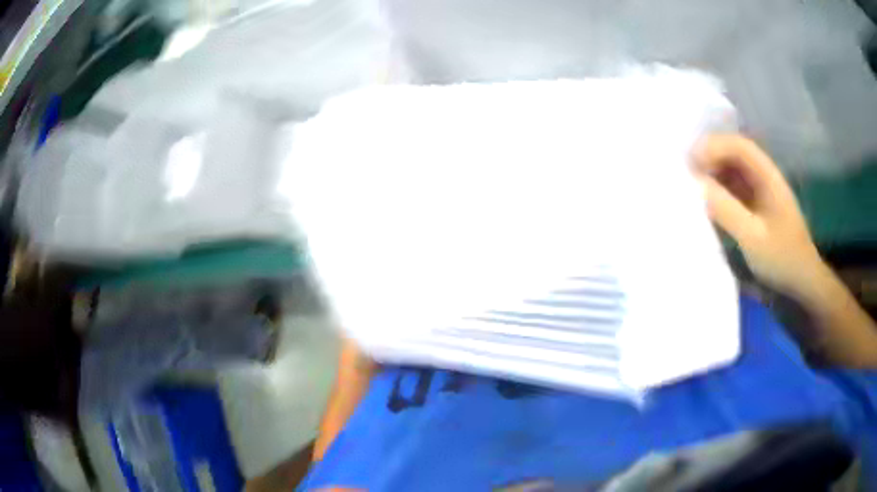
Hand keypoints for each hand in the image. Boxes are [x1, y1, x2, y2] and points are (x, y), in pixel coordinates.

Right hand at [693, 134, 823, 297]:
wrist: (801, 287)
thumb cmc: (782, 260)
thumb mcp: (753, 237)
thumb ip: (725, 209)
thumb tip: (695, 185)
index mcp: (769, 177)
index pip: (739, 146)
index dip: (714, 147)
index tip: (690, 162)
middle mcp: (764, 179)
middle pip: (734, 156)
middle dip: (710, 159)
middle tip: (685, 174)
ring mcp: (761, 195)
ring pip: (733, 174)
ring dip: (712, 176)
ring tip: (691, 188)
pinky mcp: (757, 212)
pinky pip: (734, 193)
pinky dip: (719, 194)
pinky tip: (707, 205)